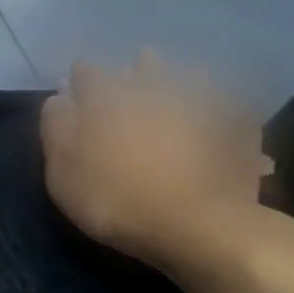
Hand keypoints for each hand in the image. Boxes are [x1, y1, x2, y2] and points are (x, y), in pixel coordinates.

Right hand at [41, 54, 293, 282]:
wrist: (198, 226)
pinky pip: (228, 106)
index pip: (87, 73)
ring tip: (174, 92)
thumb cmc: (115, 199)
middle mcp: (154, 88)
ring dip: (178, 80)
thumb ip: (56, 128)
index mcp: (107, 97)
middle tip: (129, 80)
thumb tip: (59, 98)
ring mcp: (200, 103)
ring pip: (188, 77)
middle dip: (133, 71)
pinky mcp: (237, 126)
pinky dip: (220, 107)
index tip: (75, 89)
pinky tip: (217, 118)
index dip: (79, 79)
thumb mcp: (62, 172)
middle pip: (142, 66)